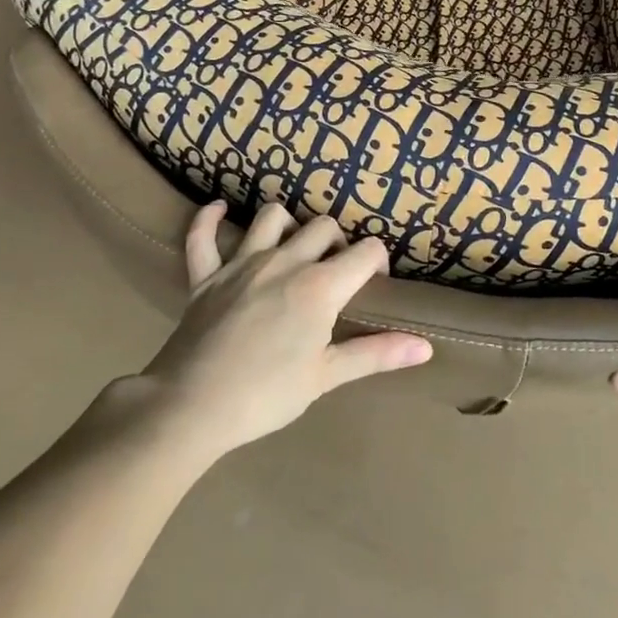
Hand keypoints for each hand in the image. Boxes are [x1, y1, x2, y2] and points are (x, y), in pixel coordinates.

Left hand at [115, 202, 431, 462]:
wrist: (192, 407)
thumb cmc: (267, 395)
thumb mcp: (326, 376)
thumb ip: (376, 354)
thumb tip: (426, 347)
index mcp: (319, 286)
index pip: (364, 252)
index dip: (376, 261)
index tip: (373, 281)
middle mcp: (284, 262)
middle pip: (322, 227)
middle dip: (337, 242)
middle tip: (336, 272)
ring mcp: (241, 264)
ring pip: (272, 217)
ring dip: (288, 224)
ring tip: (294, 246)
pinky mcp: (205, 275)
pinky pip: (202, 236)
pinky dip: (209, 220)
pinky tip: (220, 209)